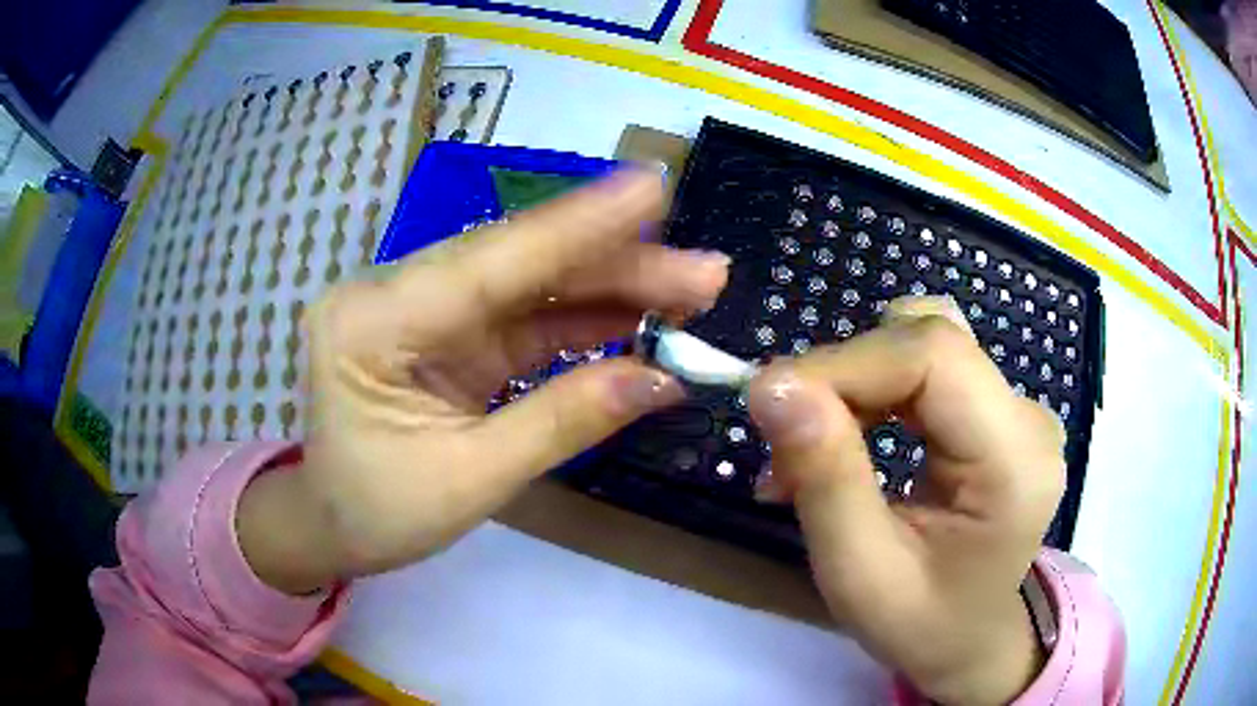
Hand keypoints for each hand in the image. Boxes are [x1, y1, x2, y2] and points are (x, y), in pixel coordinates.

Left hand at [237, 169, 728, 593]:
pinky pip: (520, 315)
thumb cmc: (375, 513)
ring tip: (686, 291)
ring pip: (526, 283)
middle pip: (516, 262)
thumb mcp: (470, 481)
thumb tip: (661, 381)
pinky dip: (580, 318)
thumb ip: (564, 422)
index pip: (488, 262)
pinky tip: (636, 317)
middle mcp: (392, 294)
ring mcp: (420, 309)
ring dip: (608, 286)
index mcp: (373, 323)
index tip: (653, 189)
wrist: (328, 526)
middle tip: (703, 273)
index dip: (577, 225)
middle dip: (614, 264)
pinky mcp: (443, 331)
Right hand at [747, 297, 1063, 704]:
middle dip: (841, 378)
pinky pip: (928, 366)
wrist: (970, 642)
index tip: (768, 401)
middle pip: (926, 342)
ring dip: (855, 381)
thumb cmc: (921, 626)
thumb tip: (771, 386)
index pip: (933, 356)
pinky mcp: (998, 411)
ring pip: (922, 343)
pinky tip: (850, 435)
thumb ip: (824, 478)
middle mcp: (1028, 418)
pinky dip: (874, 389)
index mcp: (1015, 462)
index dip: (845, 363)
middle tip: (783, 444)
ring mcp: (1019, 409)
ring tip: (815, 446)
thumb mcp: (859, 574)